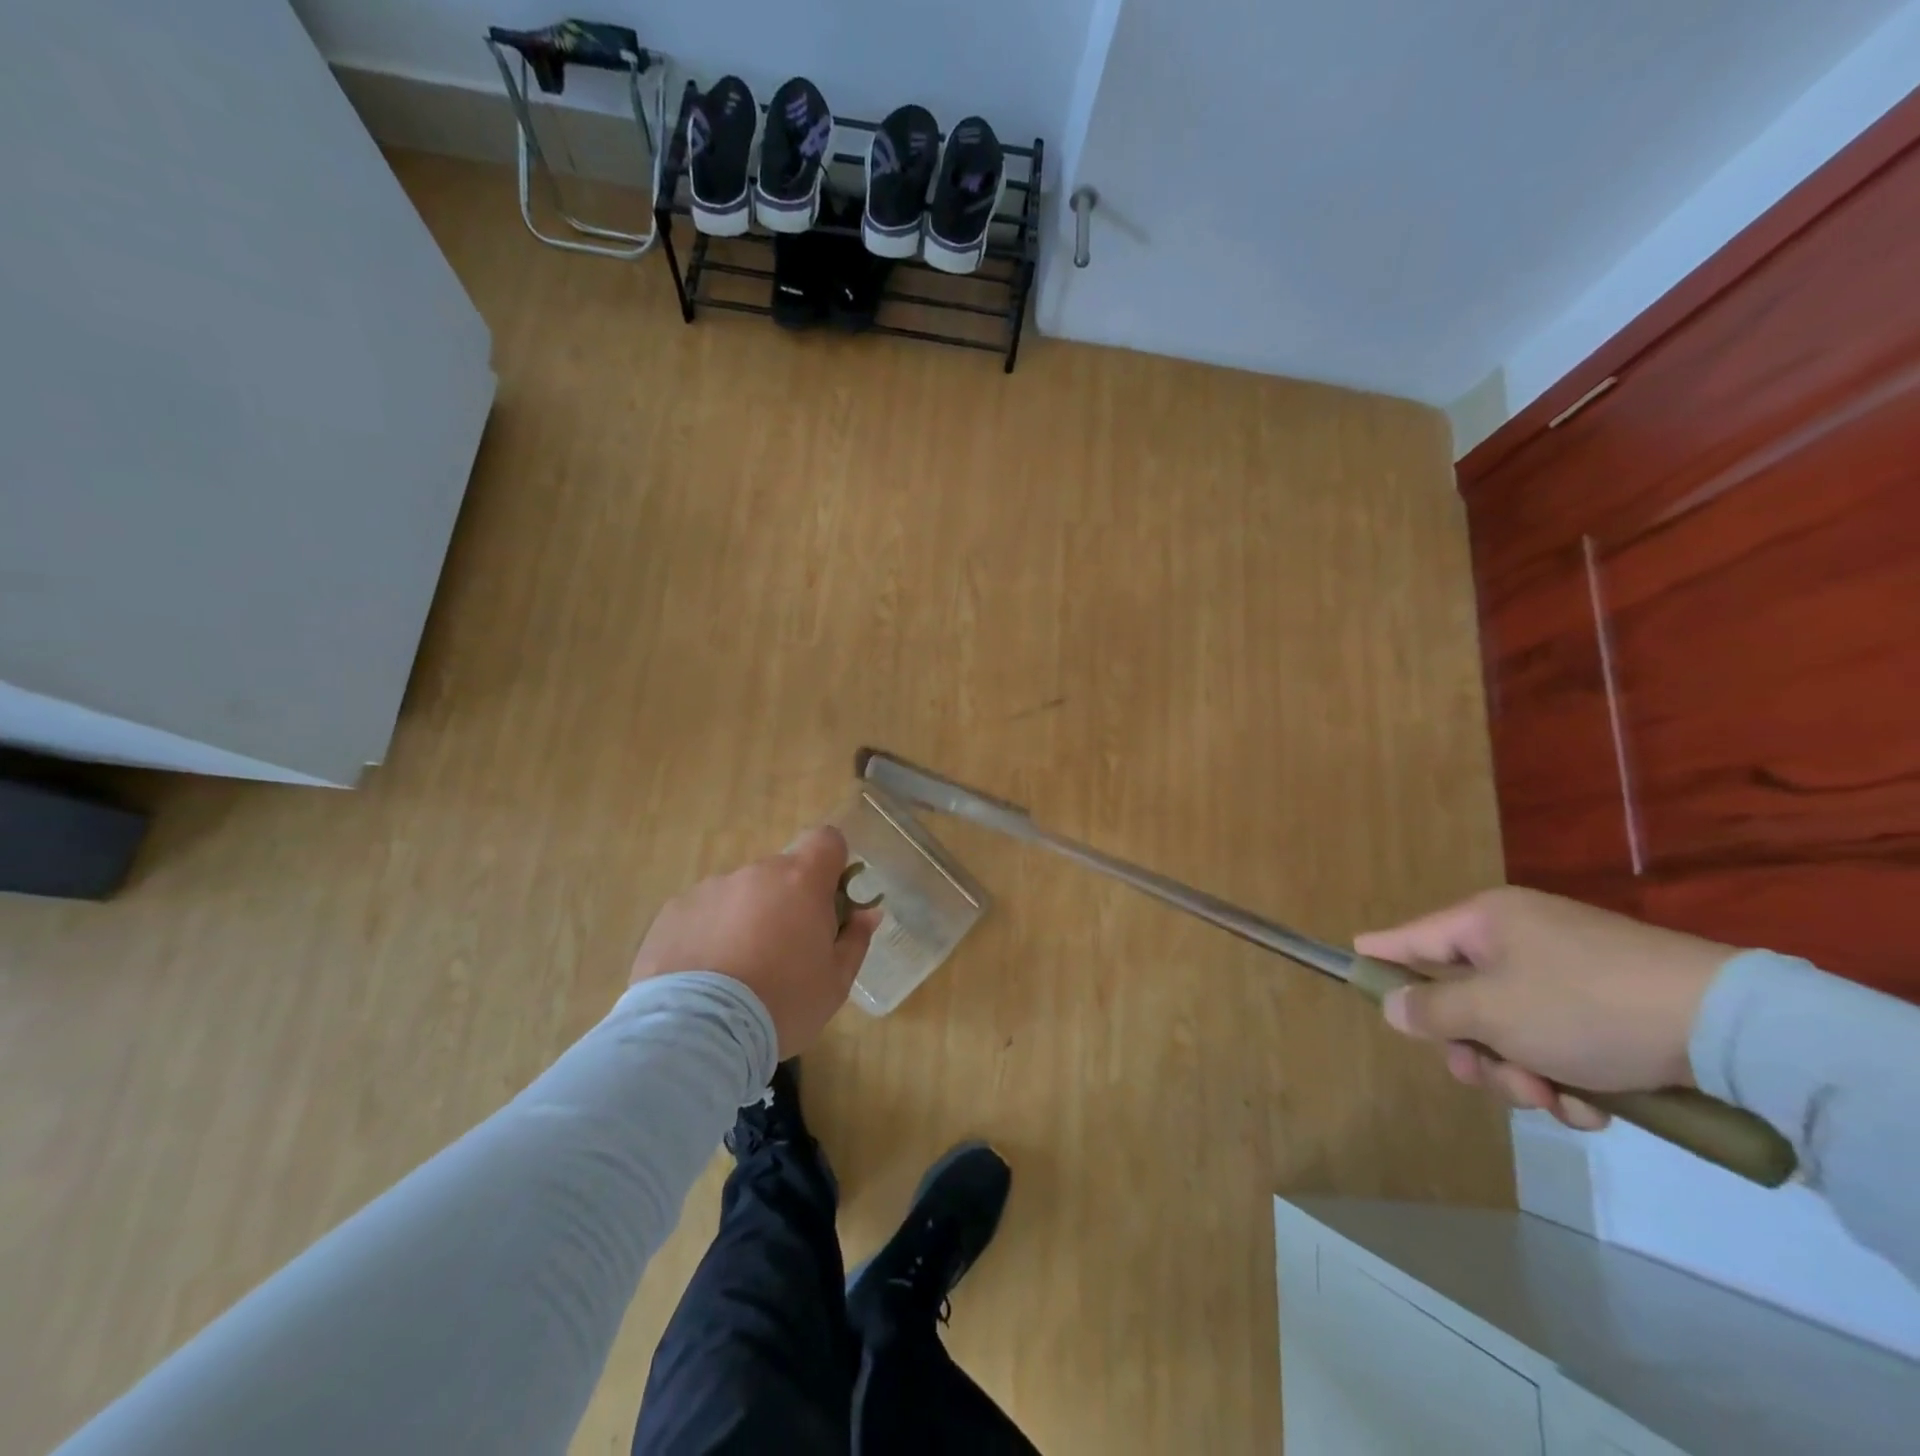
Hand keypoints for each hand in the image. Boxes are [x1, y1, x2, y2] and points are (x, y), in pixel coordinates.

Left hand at [630, 826, 880, 1057]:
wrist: (698, 1032)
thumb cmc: (782, 1004)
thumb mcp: (835, 983)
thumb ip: (855, 940)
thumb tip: (868, 913)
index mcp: (802, 881)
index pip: (826, 840)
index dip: (832, 863)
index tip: (830, 898)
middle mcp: (756, 873)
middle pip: (781, 873)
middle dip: (787, 901)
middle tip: (784, 951)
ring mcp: (711, 888)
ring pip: (741, 894)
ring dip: (746, 918)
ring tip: (736, 971)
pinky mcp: (673, 911)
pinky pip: (703, 913)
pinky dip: (709, 933)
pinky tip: (704, 976)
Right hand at [1356, 887, 1734, 1131]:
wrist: (1728, 1026)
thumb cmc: (1582, 1006)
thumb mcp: (1493, 1013)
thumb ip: (1432, 1011)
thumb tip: (1394, 1007)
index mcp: (1486, 923)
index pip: (1411, 937)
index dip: (1380, 955)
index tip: (1350, 963)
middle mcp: (1521, 939)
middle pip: (1464, 997)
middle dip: (1475, 1049)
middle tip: (1489, 1081)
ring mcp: (1570, 970)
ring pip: (1514, 1028)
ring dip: (1524, 1072)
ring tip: (1558, 1103)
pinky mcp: (1614, 1003)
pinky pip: (1563, 1040)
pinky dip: (1569, 1075)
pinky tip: (1596, 1106)